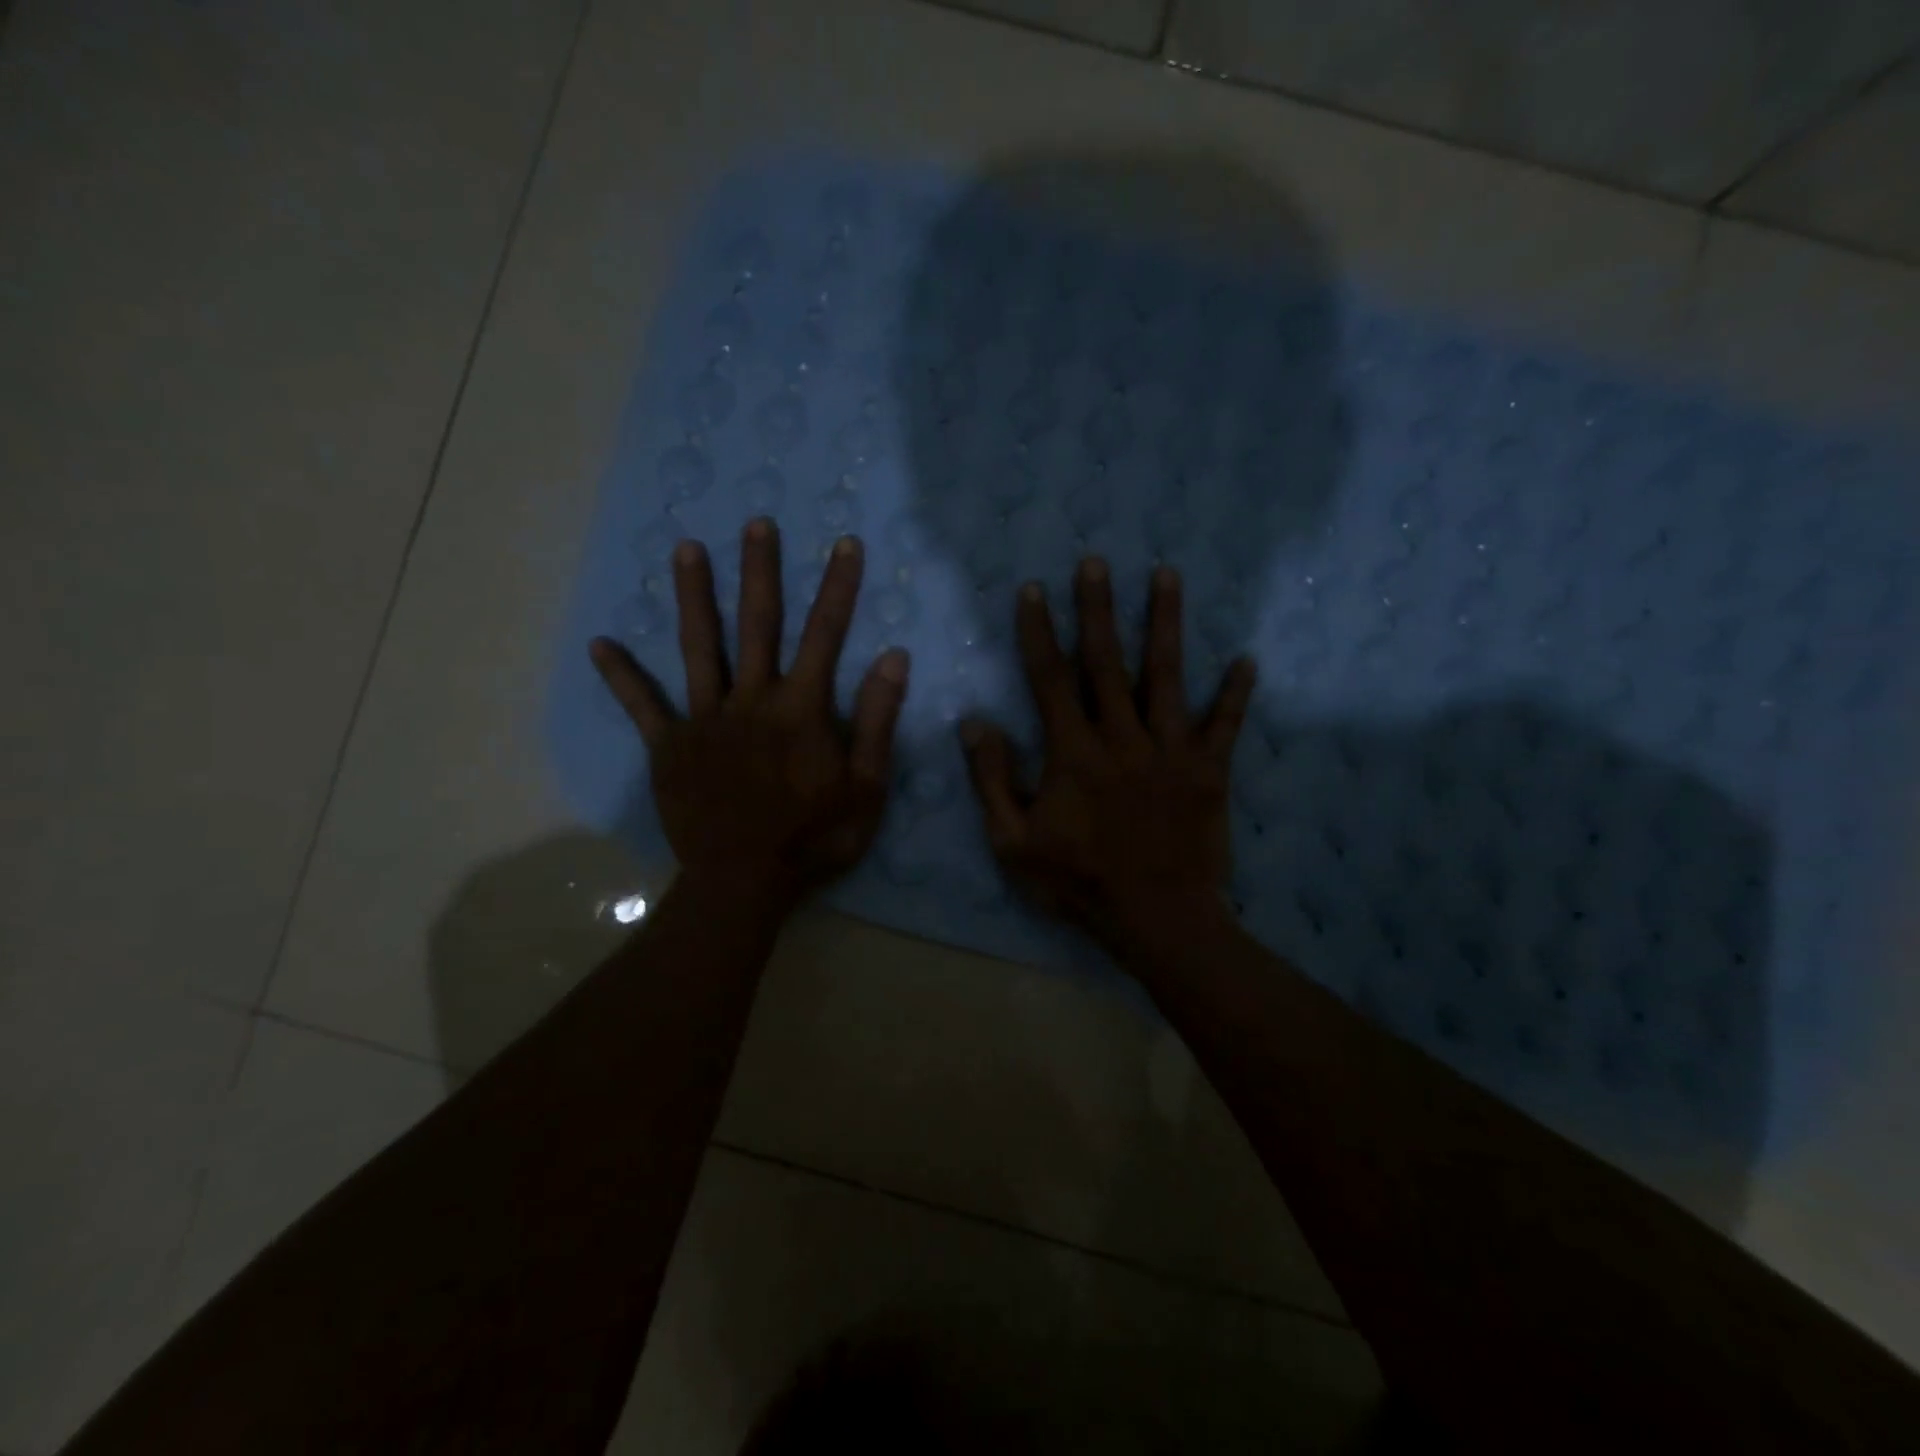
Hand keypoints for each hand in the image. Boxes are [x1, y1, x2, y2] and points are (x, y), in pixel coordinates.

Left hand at [590, 519, 907, 905]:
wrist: (744, 882)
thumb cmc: (814, 839)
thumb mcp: (866, 787)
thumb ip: (877, 721)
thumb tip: (893, 658)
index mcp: (801, 709)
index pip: (825, 635)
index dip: (837, 587)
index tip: (843, 545)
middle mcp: (752, 700)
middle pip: (757, 625)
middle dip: (760, 571)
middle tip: (756, 524)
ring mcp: (705, 720)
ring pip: (699, 648)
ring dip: (694, 597)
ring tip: (686, 549)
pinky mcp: (669, 747)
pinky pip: (643, 706)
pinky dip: (622, 676)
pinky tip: (600, 645)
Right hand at [961, 559, 1254, 950]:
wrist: (1157, 919)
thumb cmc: (1078, 883)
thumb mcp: (1013, 843)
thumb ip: (993, 780)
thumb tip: (975, 722)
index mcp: (1073, 753)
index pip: (1050, 679)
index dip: (1038, 632)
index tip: (1033, 590)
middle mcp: (1123, 738)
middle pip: (1108, 662)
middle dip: (1098, 609)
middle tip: (1096, 561)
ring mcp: (1171, 750)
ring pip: (1168, 676)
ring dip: (1166, 623)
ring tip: (1167, 574)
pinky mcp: (1209, 771)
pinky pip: (1224, 724)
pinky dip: (1235, 693)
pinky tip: (1247, 659)